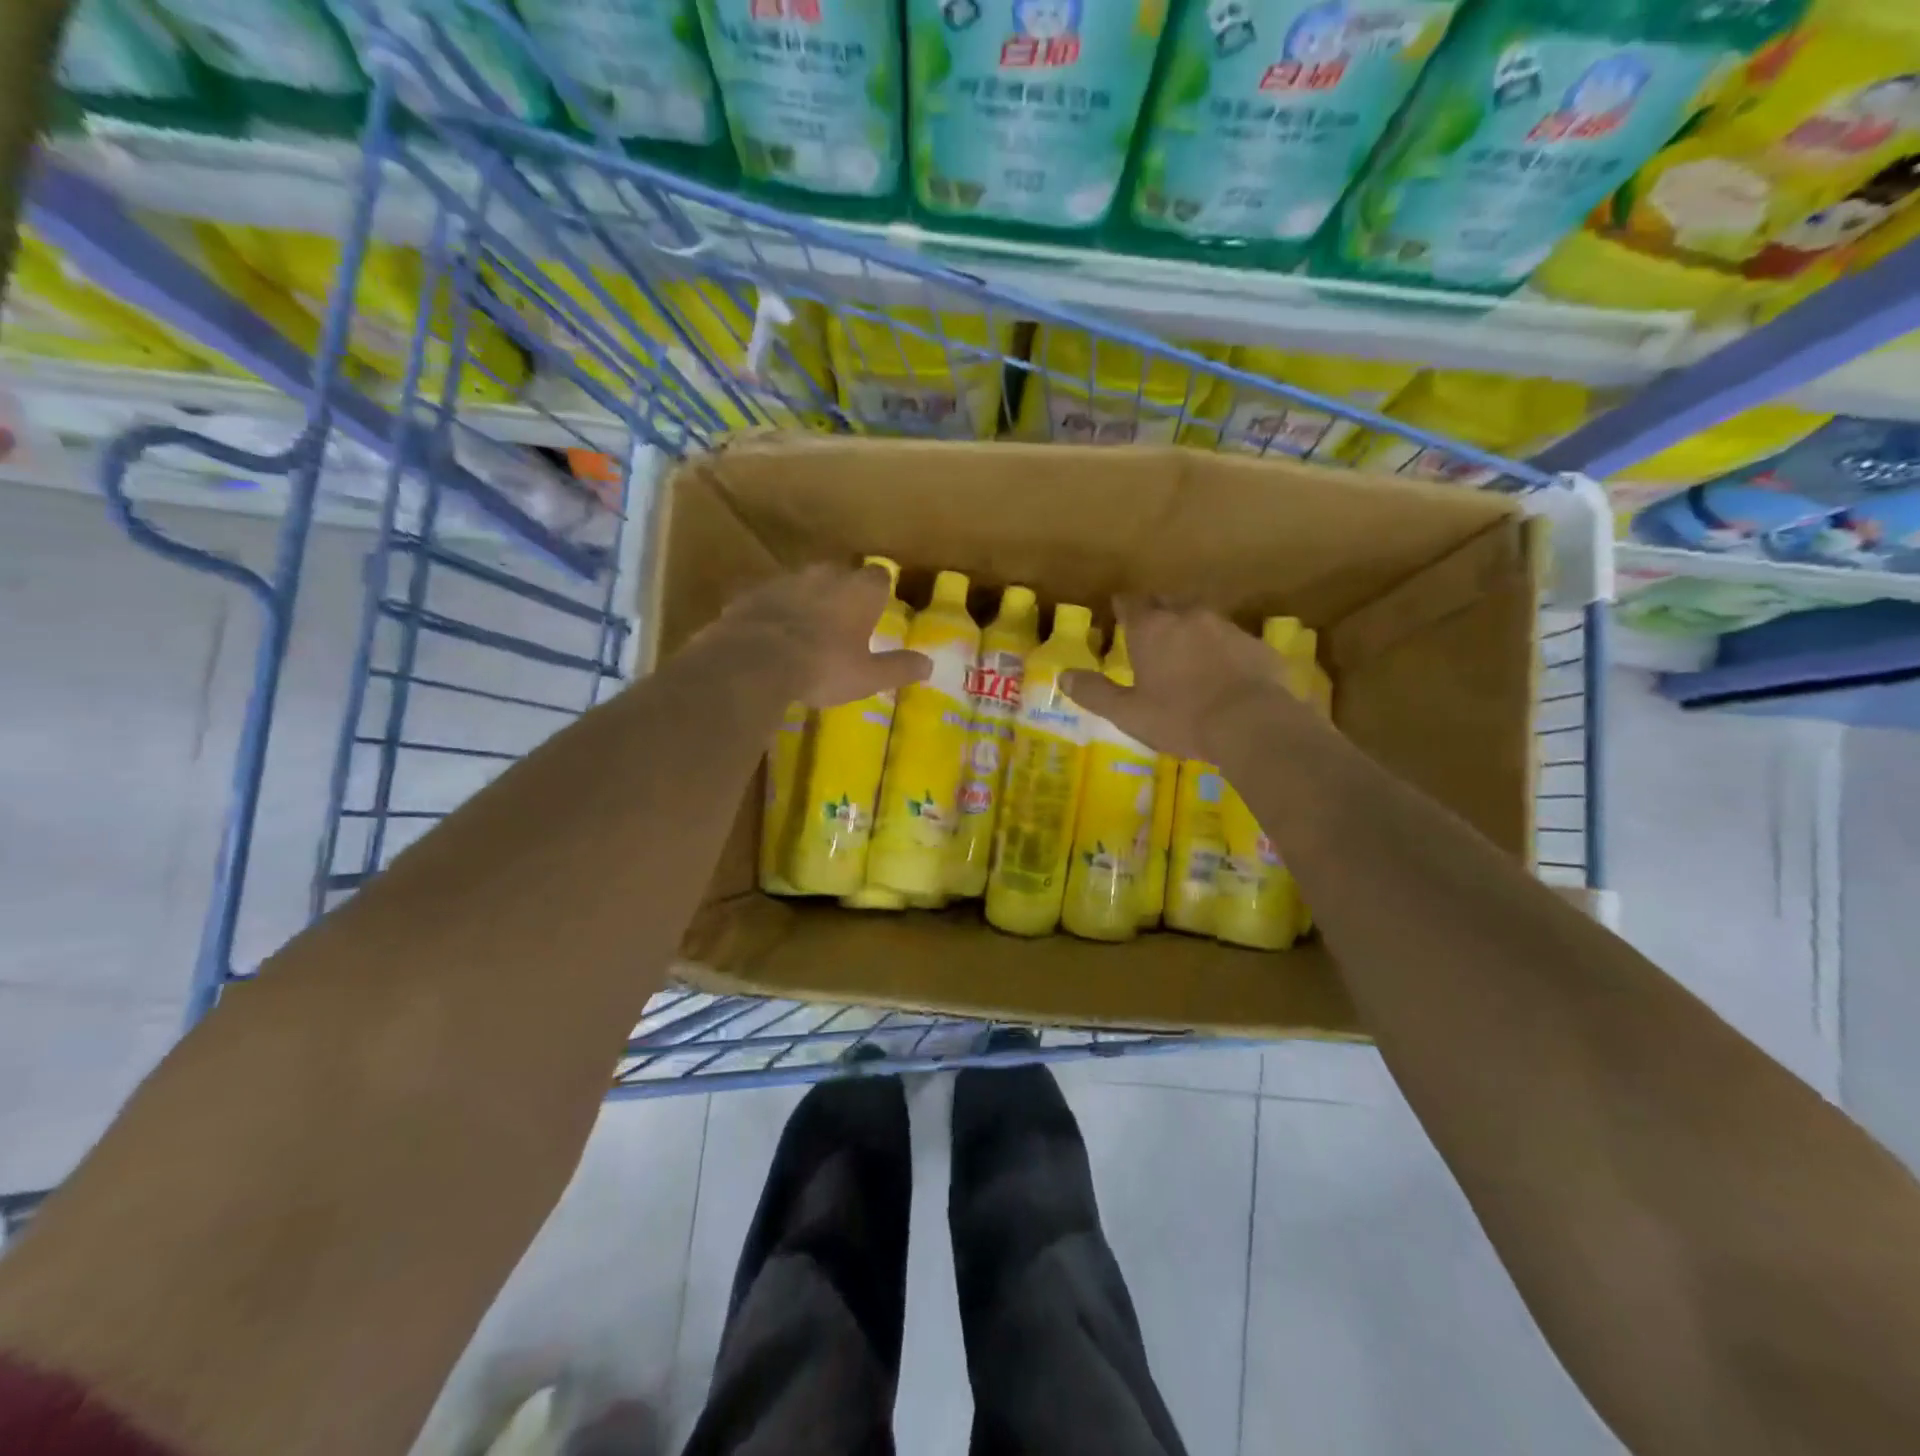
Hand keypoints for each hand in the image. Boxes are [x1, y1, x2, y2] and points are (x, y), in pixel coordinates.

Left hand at [703, 562, 927, 707]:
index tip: (880, 606)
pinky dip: (775, 612)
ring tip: (807, 628)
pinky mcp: (751, 593)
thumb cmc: (823, 667)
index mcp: (858, 591)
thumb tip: (929, 664)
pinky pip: (770, 599)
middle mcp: (824, 575)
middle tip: (845, 619)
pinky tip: (772, 635)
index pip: (879, 576)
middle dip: (844, 591)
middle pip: (840, 573)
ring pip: (803, 583)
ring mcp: (784, 581)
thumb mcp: (868, 676)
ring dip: (808, 599)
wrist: (754, 661)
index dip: (880, 590)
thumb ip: (899, 667)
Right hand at [1061, 597, 1305, 761]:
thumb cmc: (1180, 718)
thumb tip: (1063, 677)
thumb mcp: (1128, 713)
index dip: (1123, 606)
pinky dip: (1221, 648)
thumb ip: (1095, 693)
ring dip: (1190, 627)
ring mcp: (1226, 627)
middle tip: (1150, 628)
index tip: (1119, 610)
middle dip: (1156, 611)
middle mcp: (1188, 617)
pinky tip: (1222, 669)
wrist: (1250, 724)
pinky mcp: (1256, 645)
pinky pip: (1231, 639)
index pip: (1131, 603)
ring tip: (1185, 648)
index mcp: (1152, 630)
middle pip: (1167, 602)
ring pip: (1201, 617)